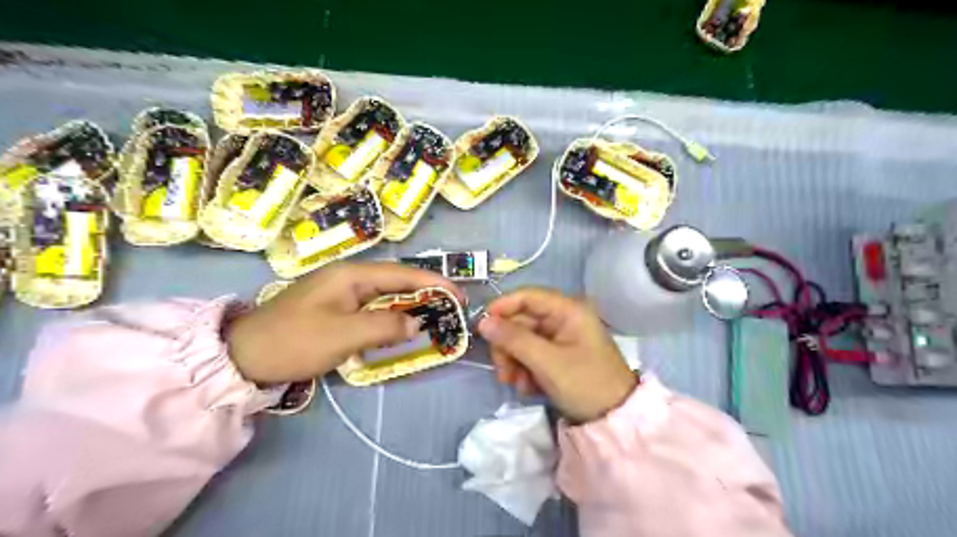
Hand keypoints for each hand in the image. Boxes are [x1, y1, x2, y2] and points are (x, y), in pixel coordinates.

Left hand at [225, 262, 462, 383]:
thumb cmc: (294, 341)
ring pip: (387, 294)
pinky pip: (374, 307)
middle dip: (427, 291)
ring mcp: (342, 293)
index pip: (403, 274)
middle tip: (453, 307)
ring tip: (437, 315)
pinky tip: (404, 325)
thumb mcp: (342, 335)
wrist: (244, 356)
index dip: (434, 283)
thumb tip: (416, 323)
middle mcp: (350, 277)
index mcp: (352, 275)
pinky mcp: (337, 308)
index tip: (460, 296)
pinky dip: (394, 315)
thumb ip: (384, 326)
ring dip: (412, 303)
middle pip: (398, 280)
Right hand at [476, 287, 633, 420]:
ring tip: (517, 384)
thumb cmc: (585, 384)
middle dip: (508, 346)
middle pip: (522, 321)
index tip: (482, 327)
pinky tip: (529, 388)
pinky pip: (532, 354)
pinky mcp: (559, 356)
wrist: (615, 420)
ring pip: (523, 340)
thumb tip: (483, 322)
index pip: (527, 296)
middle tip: (502, 372)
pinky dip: (525, 369)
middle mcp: (564, 319)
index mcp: (568, 310)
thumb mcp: (547, 362)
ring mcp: (561, 338)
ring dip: (515, 361)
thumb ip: (514, 339)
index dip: (502, 308)